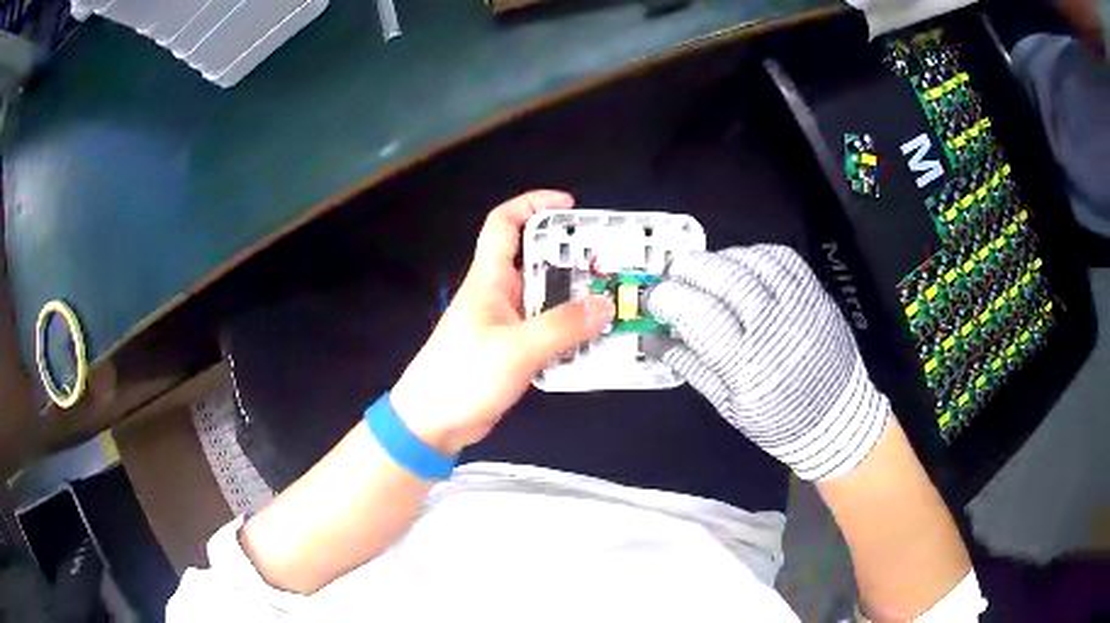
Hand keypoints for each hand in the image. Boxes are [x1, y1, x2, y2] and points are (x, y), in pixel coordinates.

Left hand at [391, 191, 613, 453]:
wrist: (432, 423)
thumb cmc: (463, 376)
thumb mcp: (516, 350)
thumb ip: (562, 328)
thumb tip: (605, 305)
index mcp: (489, 280)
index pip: (503, 224)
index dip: (533, 204)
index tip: (570, 205)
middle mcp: (498, 294)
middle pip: (535, 260)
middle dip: (571, 256)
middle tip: (611, 262)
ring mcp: (505, 324)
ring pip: (545, 298)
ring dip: (576, 298)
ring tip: (614, 301)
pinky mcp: (512, 351)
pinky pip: (546, 330)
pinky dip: (569, 331)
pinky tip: (595, 340)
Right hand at [644, 245, 889, 480]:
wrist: (838, 420)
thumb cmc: (779, 422)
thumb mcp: (728, 404)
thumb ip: (690, 365)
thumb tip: (652, 339)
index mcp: (748, 365)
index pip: (698, 313)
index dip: (667, 298)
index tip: (652, 299)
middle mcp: (775, 327)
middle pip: (725, 276)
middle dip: (688, 269)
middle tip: (672, 277)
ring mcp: (800, 305)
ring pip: (752, 260)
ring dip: (719, 260)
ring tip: (705, 273)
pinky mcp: (816, 294)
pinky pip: (781, 257)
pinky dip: (754, 255)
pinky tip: (742, 268)